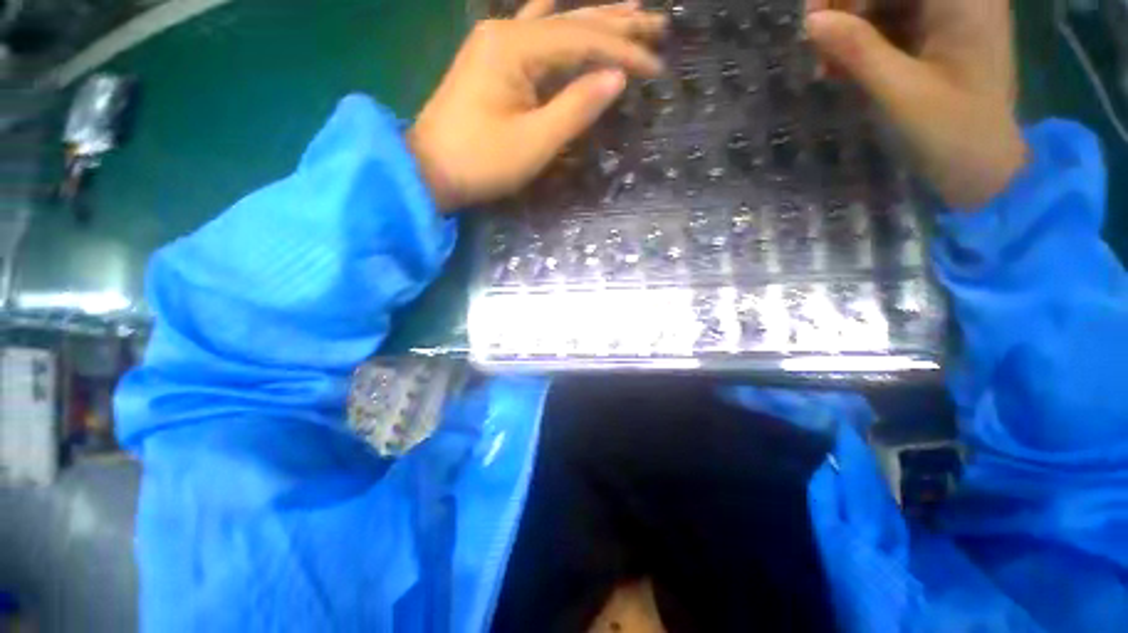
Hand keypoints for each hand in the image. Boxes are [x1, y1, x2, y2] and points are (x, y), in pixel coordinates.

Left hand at [408, 0, 666, 210]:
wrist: (431, 171)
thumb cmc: (481, 162)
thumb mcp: (534, 142)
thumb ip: (576, 108)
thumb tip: (617, 78)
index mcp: (514, 47)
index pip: (582, 39)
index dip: (623, 52)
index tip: (656, 68)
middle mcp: (505, 32)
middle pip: (571, 21)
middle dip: (616, 24)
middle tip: (656, 24)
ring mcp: (496, 45)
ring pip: (555, 24)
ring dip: (593, 20)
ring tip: (630, 13)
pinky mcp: (492, 63)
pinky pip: (534, 36)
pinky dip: (561, 29)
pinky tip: (569, 12)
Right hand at [805, 0, 1027, 208]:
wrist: (985, 169)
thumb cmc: (953, 132)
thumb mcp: (901, 92)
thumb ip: (858, 51)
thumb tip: (811, 22)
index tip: (814, 19)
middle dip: (846, 7)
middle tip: (816, 44)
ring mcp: (951, 14)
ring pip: (887, 1)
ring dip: (851, 28)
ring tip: (827, 67)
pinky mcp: (939, 35)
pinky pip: (892, 23)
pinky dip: (863, 42)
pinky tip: (842, 68)